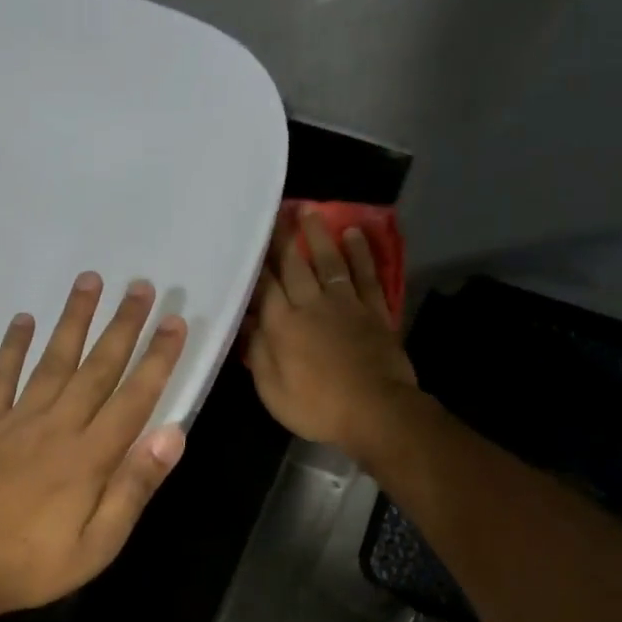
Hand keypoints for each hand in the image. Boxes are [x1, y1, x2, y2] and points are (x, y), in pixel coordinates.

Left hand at [0, 273, 188, 621]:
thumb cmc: (28, 566)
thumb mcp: (96, 546)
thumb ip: (133, 488)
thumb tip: (171, 435)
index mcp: (89, 457)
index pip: (134, 398)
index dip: (158, 359)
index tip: (175, 322)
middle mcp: (56, 427)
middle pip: (97, 368)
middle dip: (123, 326)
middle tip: (142, 286)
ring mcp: (15, 423)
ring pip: (52, 361)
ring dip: (73, 320)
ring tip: (90, 281)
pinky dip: (11, 348)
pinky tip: (21, 320)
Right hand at [245, 208, 417, 458]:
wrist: (375, 411)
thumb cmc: (316, 407)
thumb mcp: (272, 389)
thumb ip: (258, 352)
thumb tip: (246, 323)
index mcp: (282, 325)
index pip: (264, 286)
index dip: (256, 263)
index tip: (248, 241)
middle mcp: (312, 305)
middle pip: (294, 265)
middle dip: (283, 238)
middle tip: (275, 212)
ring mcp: (346, 304)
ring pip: (329, 261)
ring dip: (318, 235)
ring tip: (309, 211)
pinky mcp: (374, 310)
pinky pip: (366, 274)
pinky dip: (360, 253)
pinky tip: (354, 234)